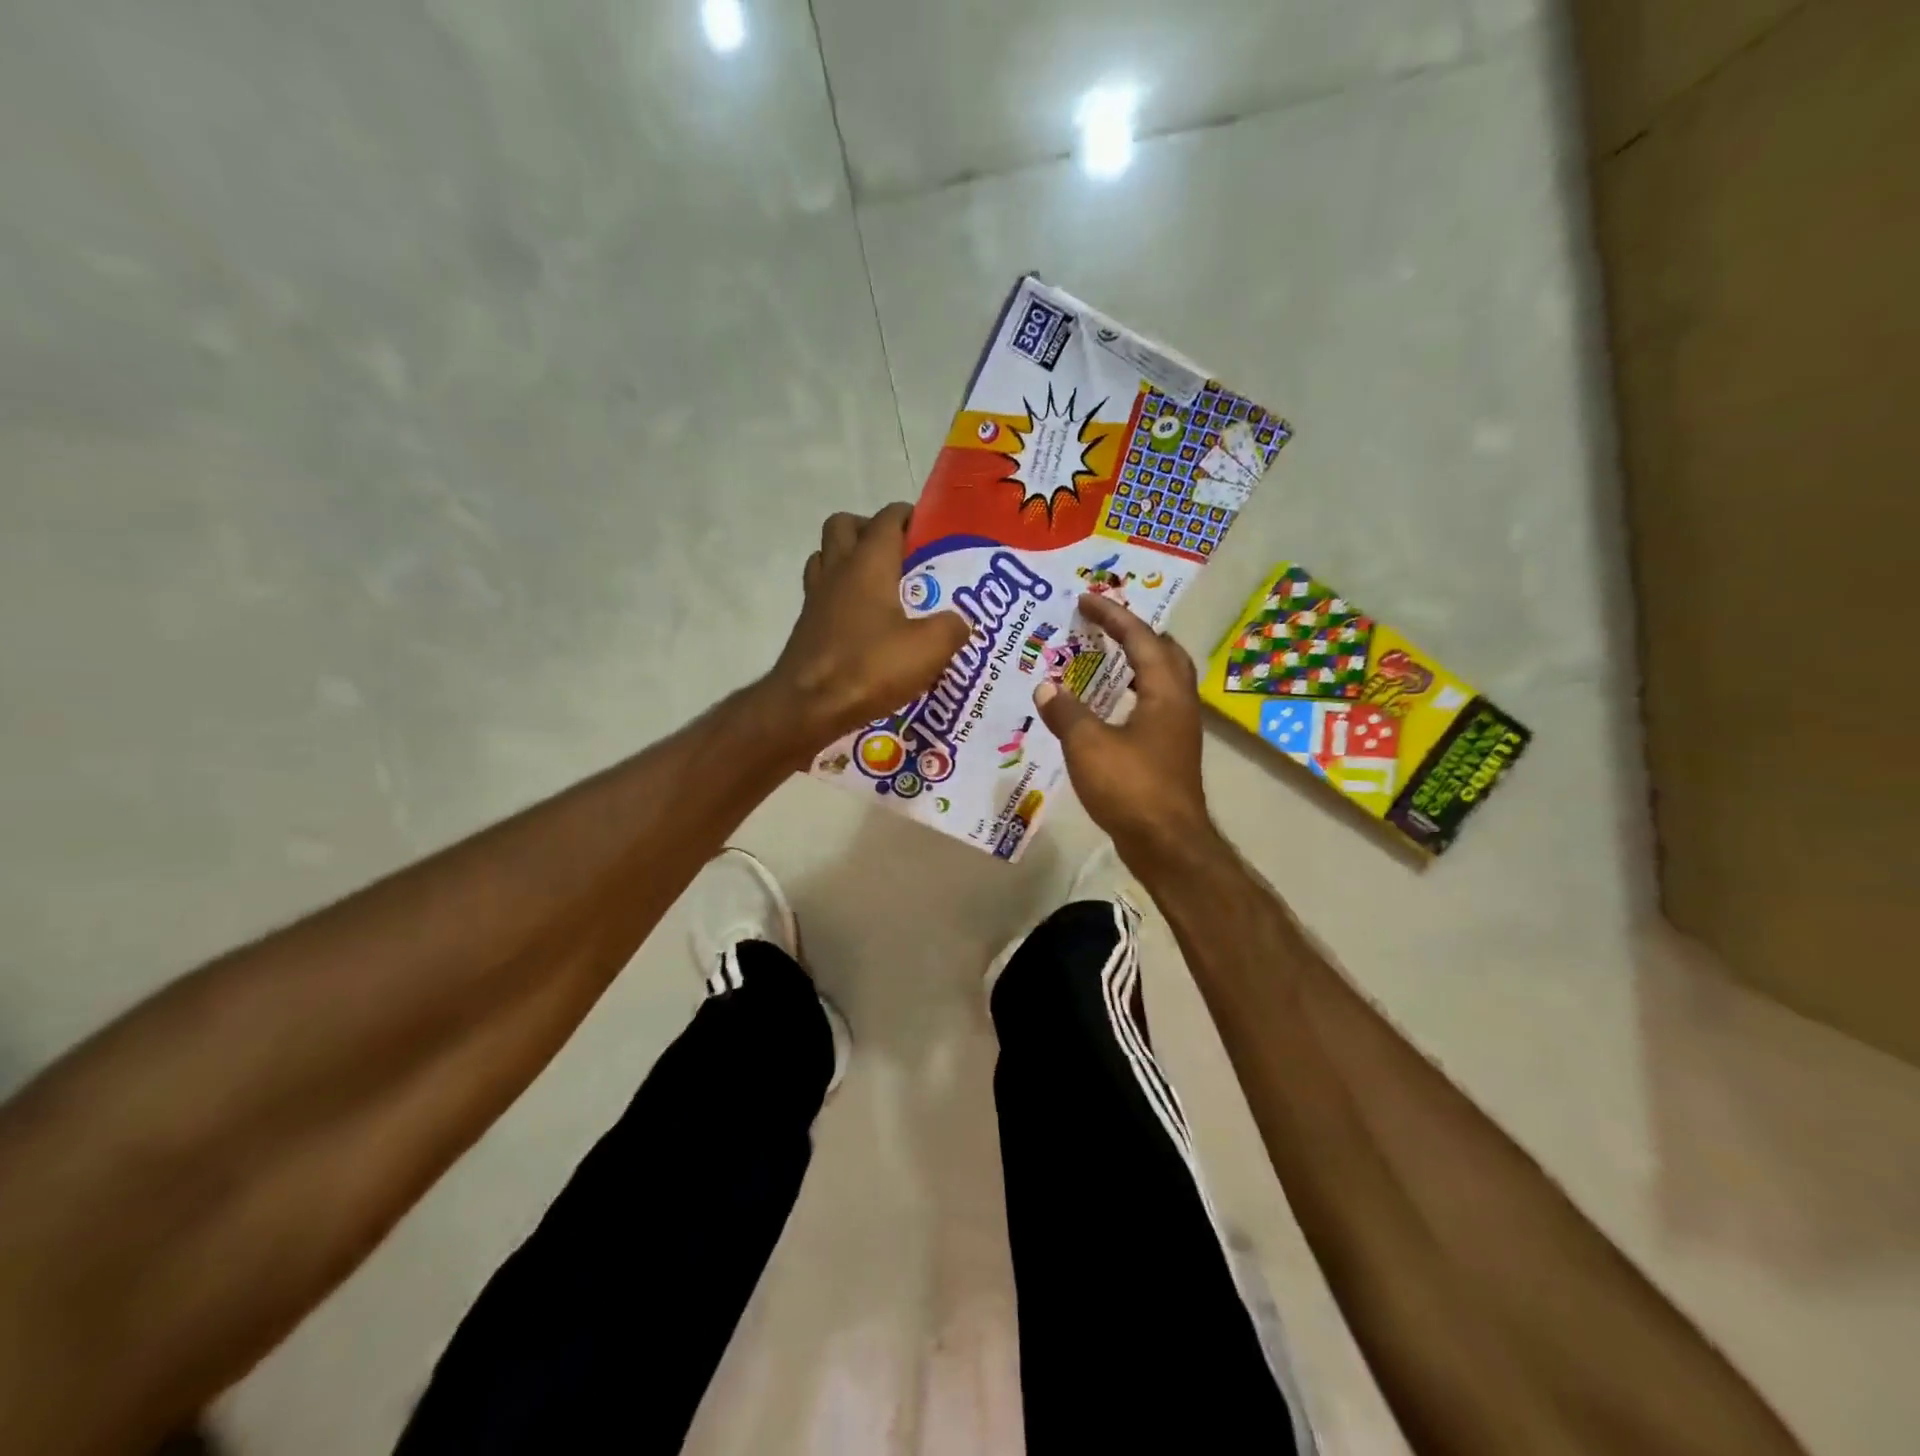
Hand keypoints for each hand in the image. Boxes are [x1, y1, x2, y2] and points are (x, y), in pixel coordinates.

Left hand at [765, 503, 970, 752]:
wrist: (808, 706)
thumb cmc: (869, 667)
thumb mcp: (929, 648)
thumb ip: (952, 628)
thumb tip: (959, 623)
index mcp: (869, 564)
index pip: (887, 519)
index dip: (908, 516)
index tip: (927, 528)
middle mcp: (837, 571)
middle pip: (843, 526)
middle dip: (869, 529)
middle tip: (898, 554)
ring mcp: (816, 599)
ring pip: (826, 558)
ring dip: (848, 561)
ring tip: (879, 586)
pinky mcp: (807, 628)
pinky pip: (821, 594)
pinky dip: (840, 597)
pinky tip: (863, 623)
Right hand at [1032, 592, 1219, 871]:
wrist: (1168, 845)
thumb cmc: (1131, 788)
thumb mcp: (1088, 745)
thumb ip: (1066, 712)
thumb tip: (1046, 687)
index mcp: (1164, 692)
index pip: (1141, 638)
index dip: (1113, 616)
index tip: (1086, 600)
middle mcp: (1179, 704)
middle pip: (1165, 654)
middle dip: (1136, 634)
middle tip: (1104, 627)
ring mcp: (1178, 731)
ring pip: (1162, 682)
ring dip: (1136, 664)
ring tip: (1103, 660)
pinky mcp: (1169, 754)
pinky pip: (1153, 707)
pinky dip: (1131, 694)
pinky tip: (1107, 709)